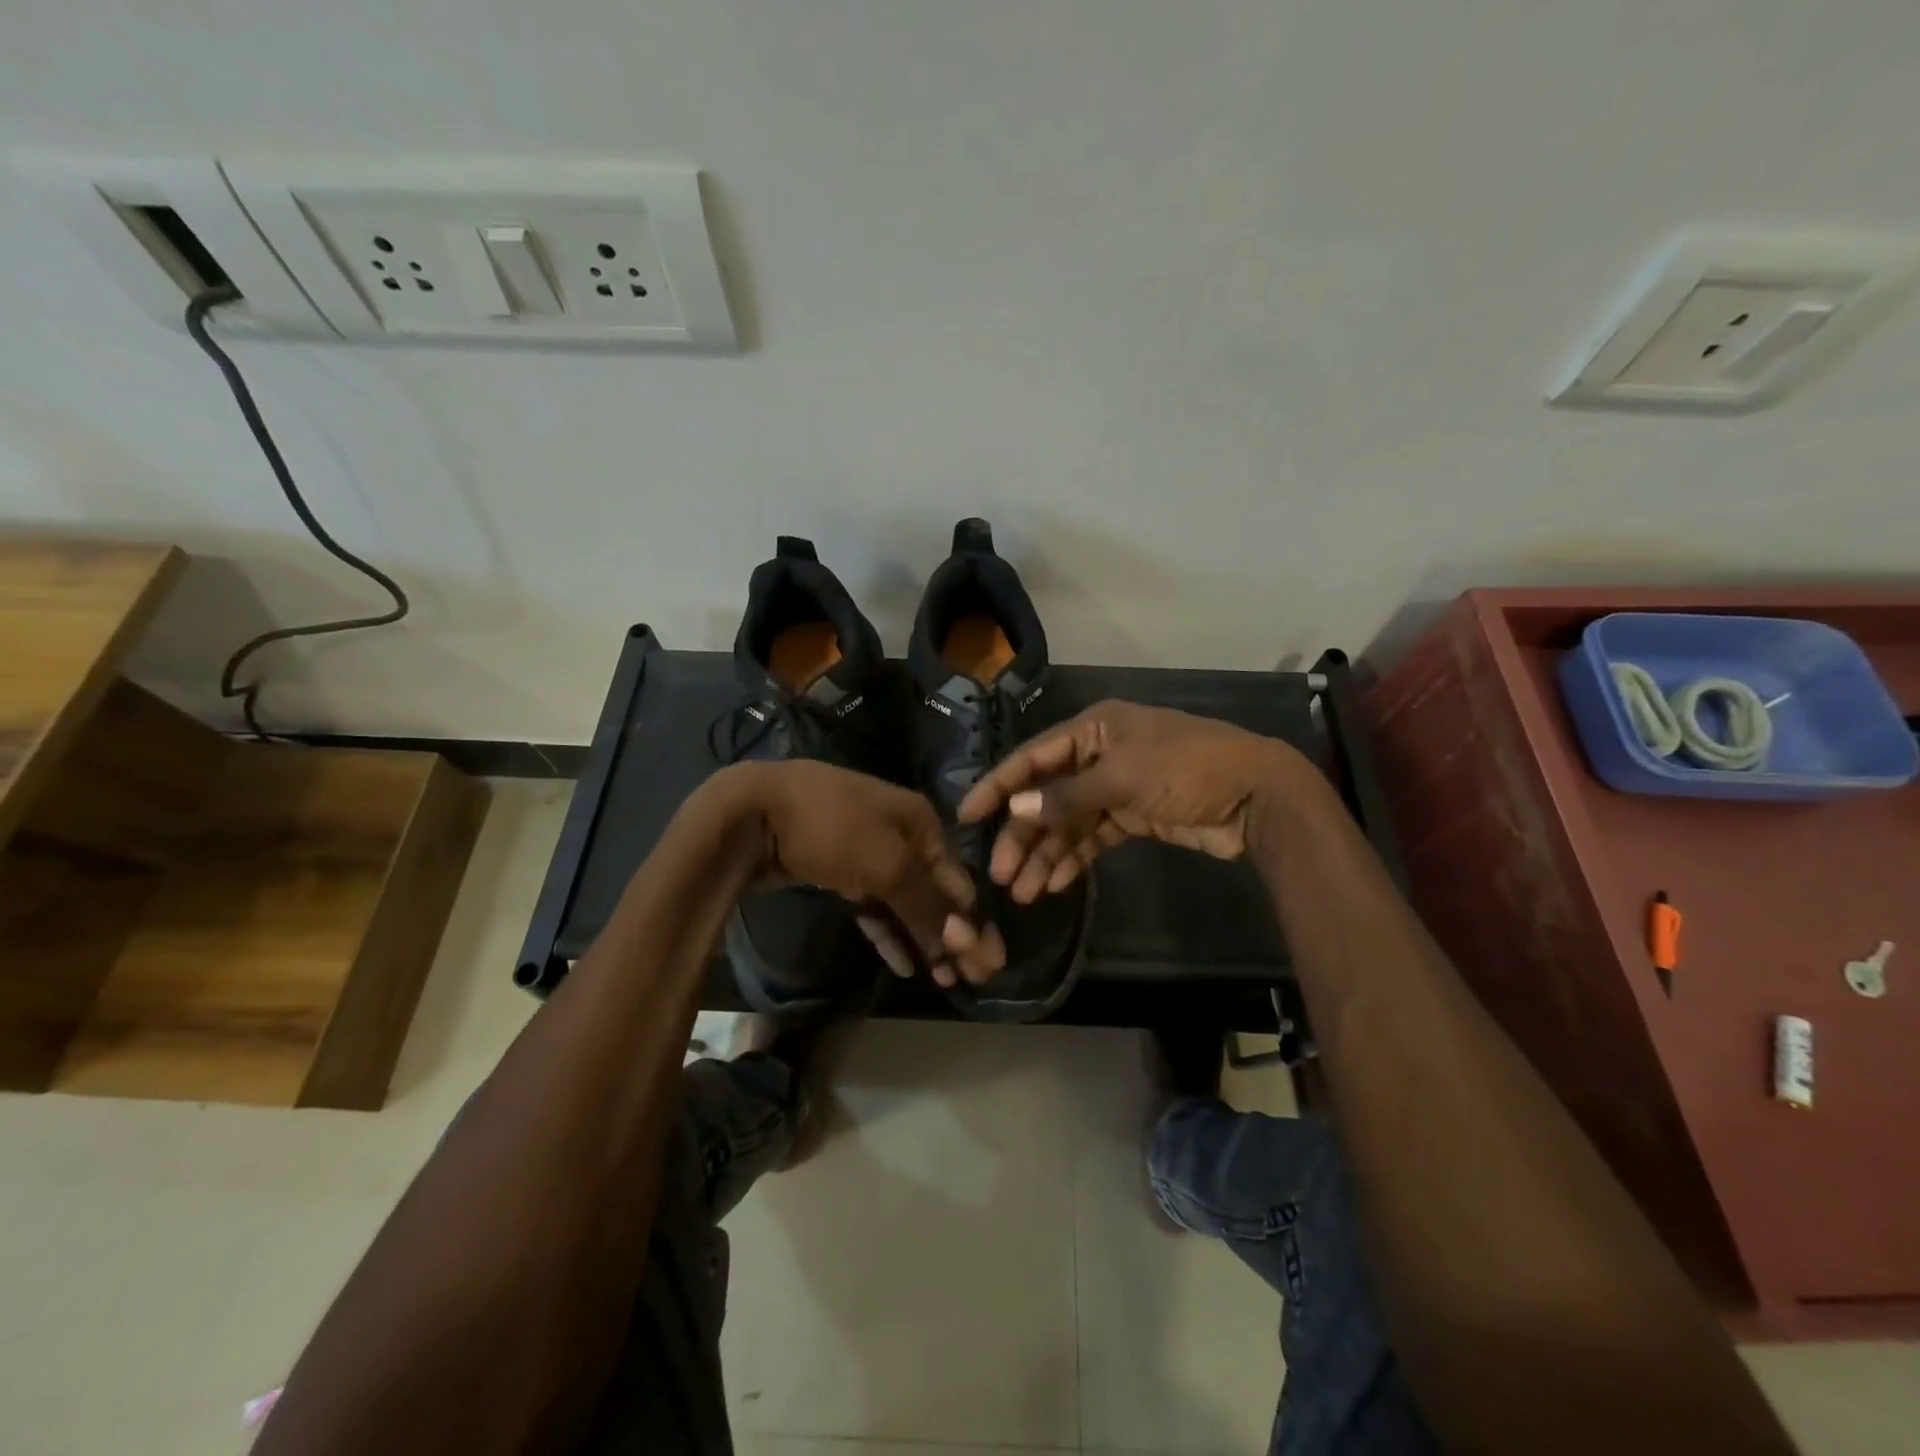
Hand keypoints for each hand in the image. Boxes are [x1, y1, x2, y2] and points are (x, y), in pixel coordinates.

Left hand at [717, 760, 1005, 986]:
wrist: (754, 811)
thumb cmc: (832, 829)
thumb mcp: (887, 864)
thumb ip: (926, 904)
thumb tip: (964, 939)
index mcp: (920, 822)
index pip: (958, 878)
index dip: (974, 921)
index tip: (988, 963)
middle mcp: (900, 835)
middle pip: (935, 891)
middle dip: (954, 934)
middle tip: (971, 978)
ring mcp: (867, 853)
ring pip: (905, 902)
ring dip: (924, 938)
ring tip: (944, 978)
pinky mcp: (839, 872)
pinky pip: (874, 906)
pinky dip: (889, 932)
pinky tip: (904, 963)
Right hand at [956, 700, 1306, 903]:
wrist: (1257, 795)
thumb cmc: (1186, 770)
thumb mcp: (1122, 777)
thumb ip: (1066, 795)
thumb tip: (1013, 807)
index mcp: (1093, 730)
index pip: (1032, 756)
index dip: (998, 785)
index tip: (965, 816)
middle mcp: (1099, 755)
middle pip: (1047, 795)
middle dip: (1022, 835)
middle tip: (999, 874)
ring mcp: (1116, 787)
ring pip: (1068, 822)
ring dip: (1045, 854)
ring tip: (1024, 893)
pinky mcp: (1133, 816)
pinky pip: (1092, 837)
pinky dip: (1074, 859)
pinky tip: (1056, 884)